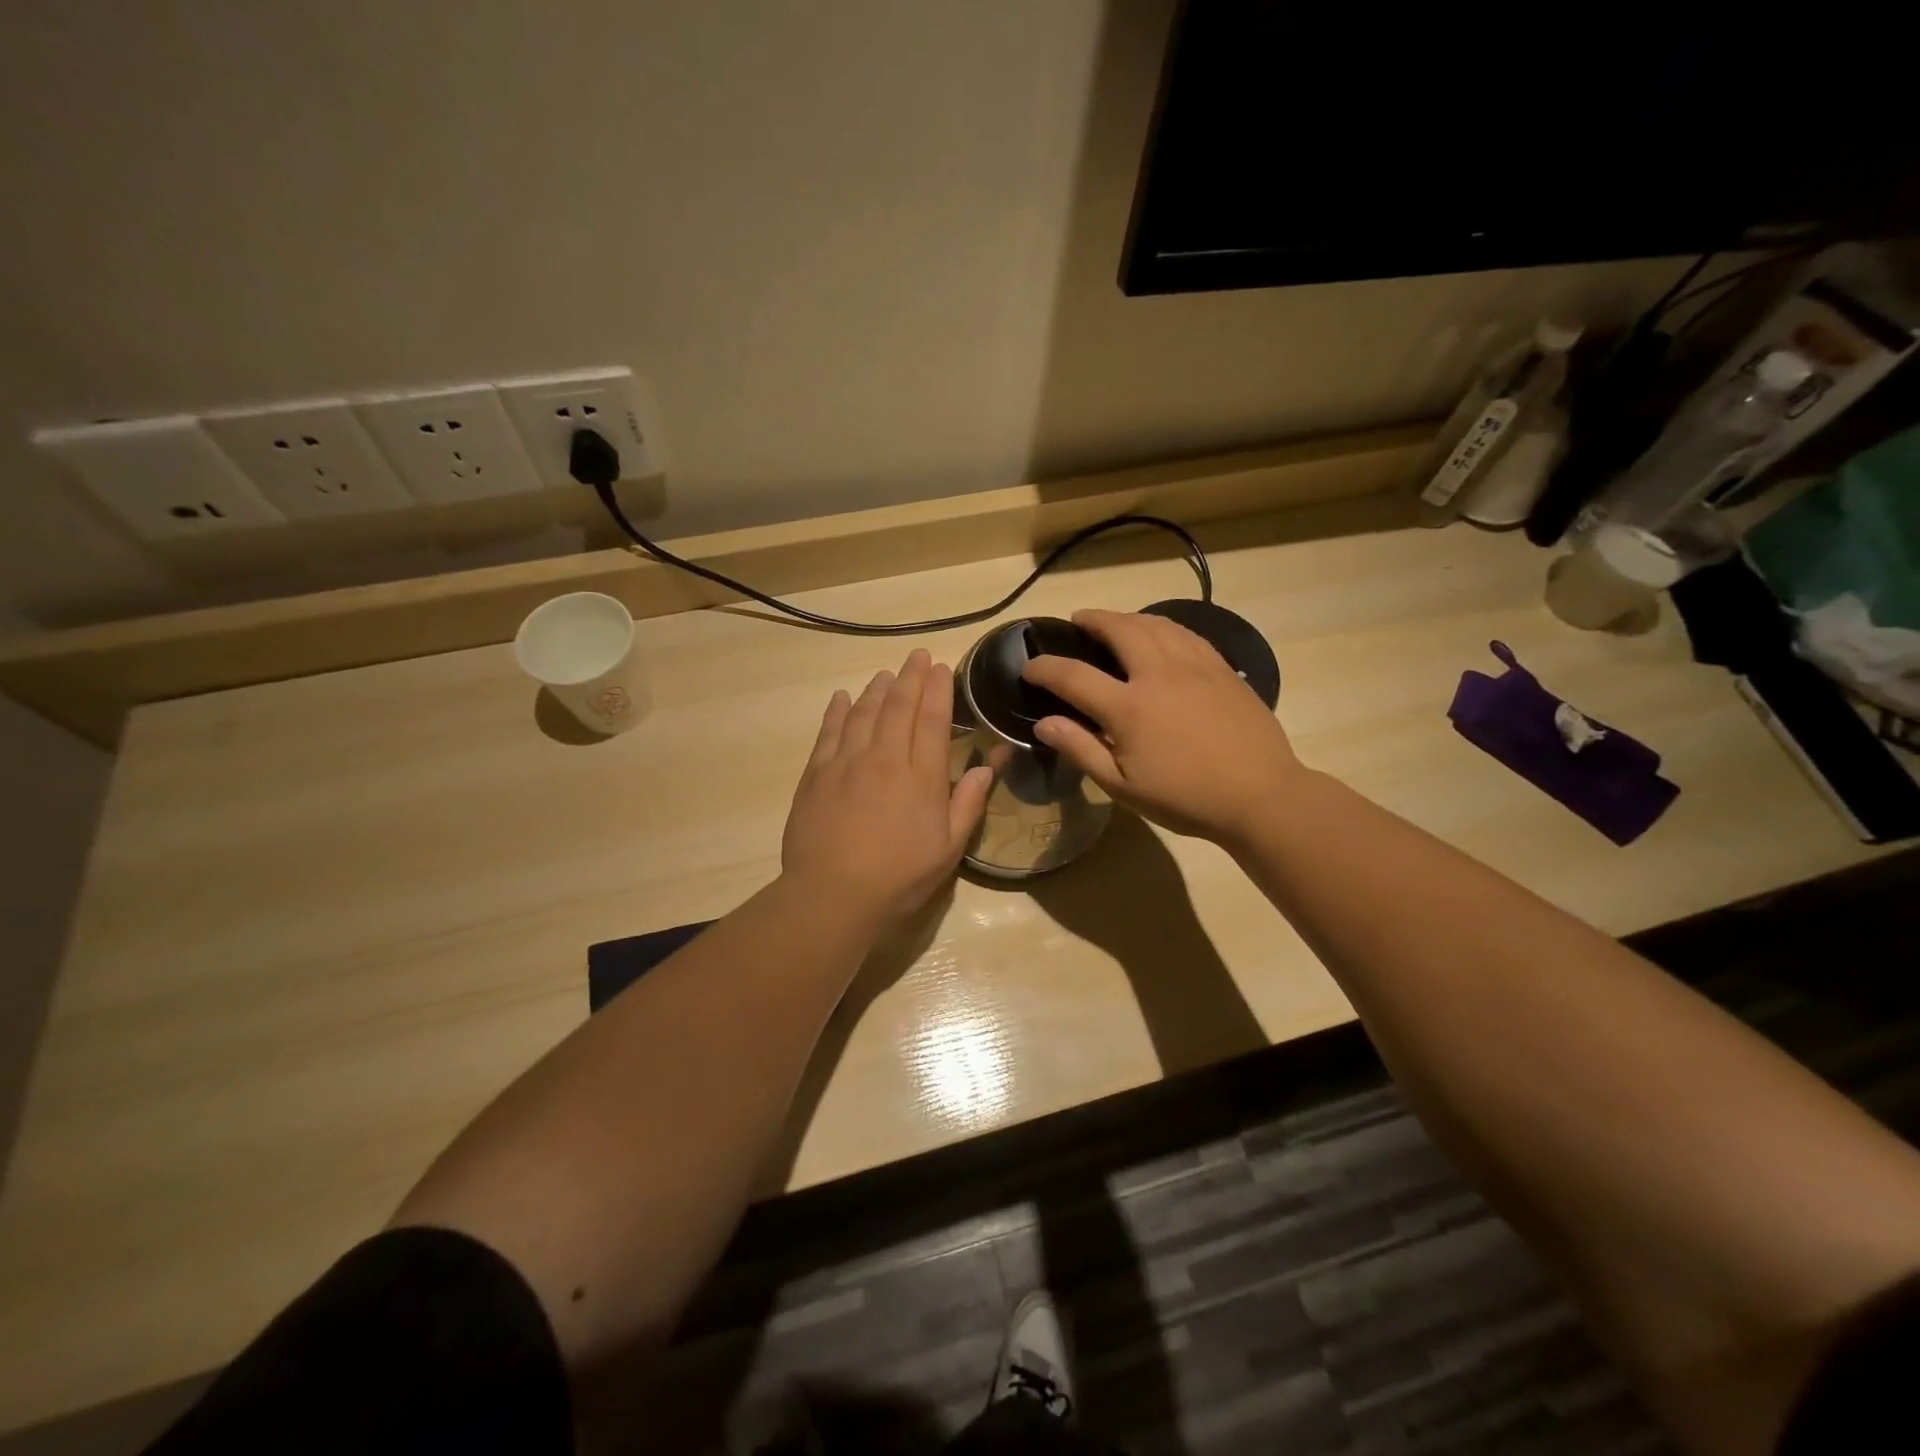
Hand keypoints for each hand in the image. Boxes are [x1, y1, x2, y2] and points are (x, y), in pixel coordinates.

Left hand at [782, 648, 993, 930]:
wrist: (832, 895)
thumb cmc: (899, 877)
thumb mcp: (948, 849)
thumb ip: (968, 804)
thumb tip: (987, 767)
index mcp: (922, 777)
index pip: (933, 720)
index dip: (938, 690)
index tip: (941, 667)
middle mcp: (885, 758)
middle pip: (899, 707)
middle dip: (910, 677)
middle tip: (917, 656)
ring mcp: (847, 763)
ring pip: (864, 713)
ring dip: (877, 689)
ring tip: (886, 674)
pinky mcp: (817, 774)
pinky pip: (829, 732)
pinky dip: (838, 711)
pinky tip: (843, 697)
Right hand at [1022, 609, 1300, 845]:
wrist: (1261, 795)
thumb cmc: (1185, 798)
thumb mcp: (1123, 787)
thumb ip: (1081, 749)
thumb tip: (1043, 723)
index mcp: (1129, 707)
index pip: (1073, 676)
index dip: (1045, 668)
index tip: (1029, 667)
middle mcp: (1158, 674)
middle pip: (1119, 630)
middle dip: (1092, 620)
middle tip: (1077, 620)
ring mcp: (1194, 666)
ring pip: (1155, 624)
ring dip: (1127, 617)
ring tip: (1113, 621)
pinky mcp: (1221, 668)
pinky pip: (1185, 633)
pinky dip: (1162, 625)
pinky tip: (1159, 633)